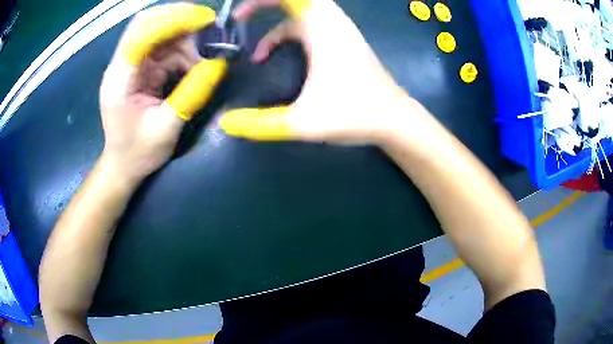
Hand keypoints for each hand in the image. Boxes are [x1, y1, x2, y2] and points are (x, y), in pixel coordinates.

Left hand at [99, 3, 226, 181]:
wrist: (122, 165)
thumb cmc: (138, 153)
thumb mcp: (166, 129)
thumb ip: (191, 94)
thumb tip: (219, 64)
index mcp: (119, 79)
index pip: (141, 32)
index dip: (172, 20)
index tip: (204, 20)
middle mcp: (122, 65)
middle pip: (148, 23)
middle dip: (179, 19)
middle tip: (209, 27)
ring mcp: (131, 65)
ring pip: (159, 33)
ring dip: (185, 39)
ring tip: (203, 59)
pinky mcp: (140, 69)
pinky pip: (163, 48)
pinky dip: (182, 51)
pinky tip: (193, 67)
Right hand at [220, 0, 426, 143]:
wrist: (394, 119)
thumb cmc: (354, 115)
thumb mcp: (302, 122)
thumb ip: (260, 124)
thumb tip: (224, 123)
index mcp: (323, 30)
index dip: (260, 0)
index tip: (237, 16)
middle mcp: (332, 22)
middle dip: (264, 4)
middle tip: (240, 18)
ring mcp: (339, 29)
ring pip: (301, 9)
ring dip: (274, 17)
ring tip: (249, 31)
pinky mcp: (342, 39)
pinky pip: (308, 24)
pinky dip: (286, 32)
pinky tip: (271, 54)